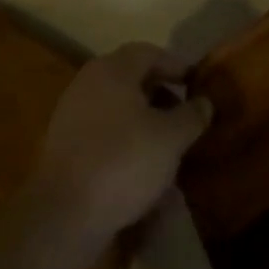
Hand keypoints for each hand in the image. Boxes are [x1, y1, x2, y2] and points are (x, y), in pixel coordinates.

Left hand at [25, 43, 212, 245]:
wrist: (63, 215)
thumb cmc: (124, 162)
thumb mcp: (172, 138)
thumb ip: (192, 115)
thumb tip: (204, 102)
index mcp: (112, 70)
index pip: (149, 53)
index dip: (176, 66)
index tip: (197, 85)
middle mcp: (88, 84)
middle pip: (131, 80)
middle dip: (161, 96)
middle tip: (185, 117)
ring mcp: (71, 116)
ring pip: (118, 110)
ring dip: (144, 123)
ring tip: (169, 147)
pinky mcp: (64, 148)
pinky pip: (104, 135)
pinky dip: (126, 143)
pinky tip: (143, 170)